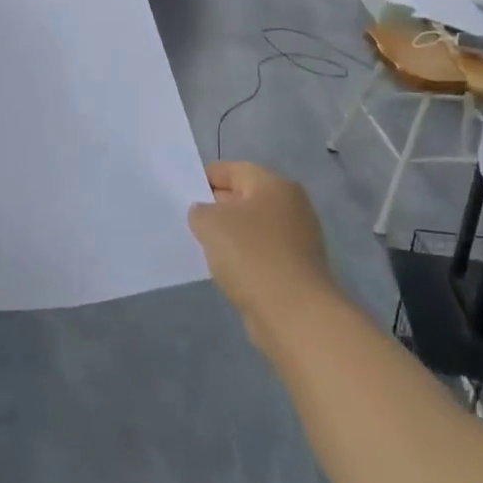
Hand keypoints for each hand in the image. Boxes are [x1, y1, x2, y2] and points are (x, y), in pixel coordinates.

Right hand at [188, 163, 336, 345]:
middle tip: (190, 218)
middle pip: (246, 197)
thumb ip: (200, 211)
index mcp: (274, 185)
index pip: (234, 170)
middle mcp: (292, 205)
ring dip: (231, 234)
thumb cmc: (251, 255)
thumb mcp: (210, 223)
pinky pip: (262, 252)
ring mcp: (299, 238)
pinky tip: (226, 269)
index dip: (206, 177)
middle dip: (218, 206)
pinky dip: (244, 256)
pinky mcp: (298, 268)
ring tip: (204, 245)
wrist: (294, 313)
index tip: (183, 191)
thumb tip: (205, 214)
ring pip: (254, 227)